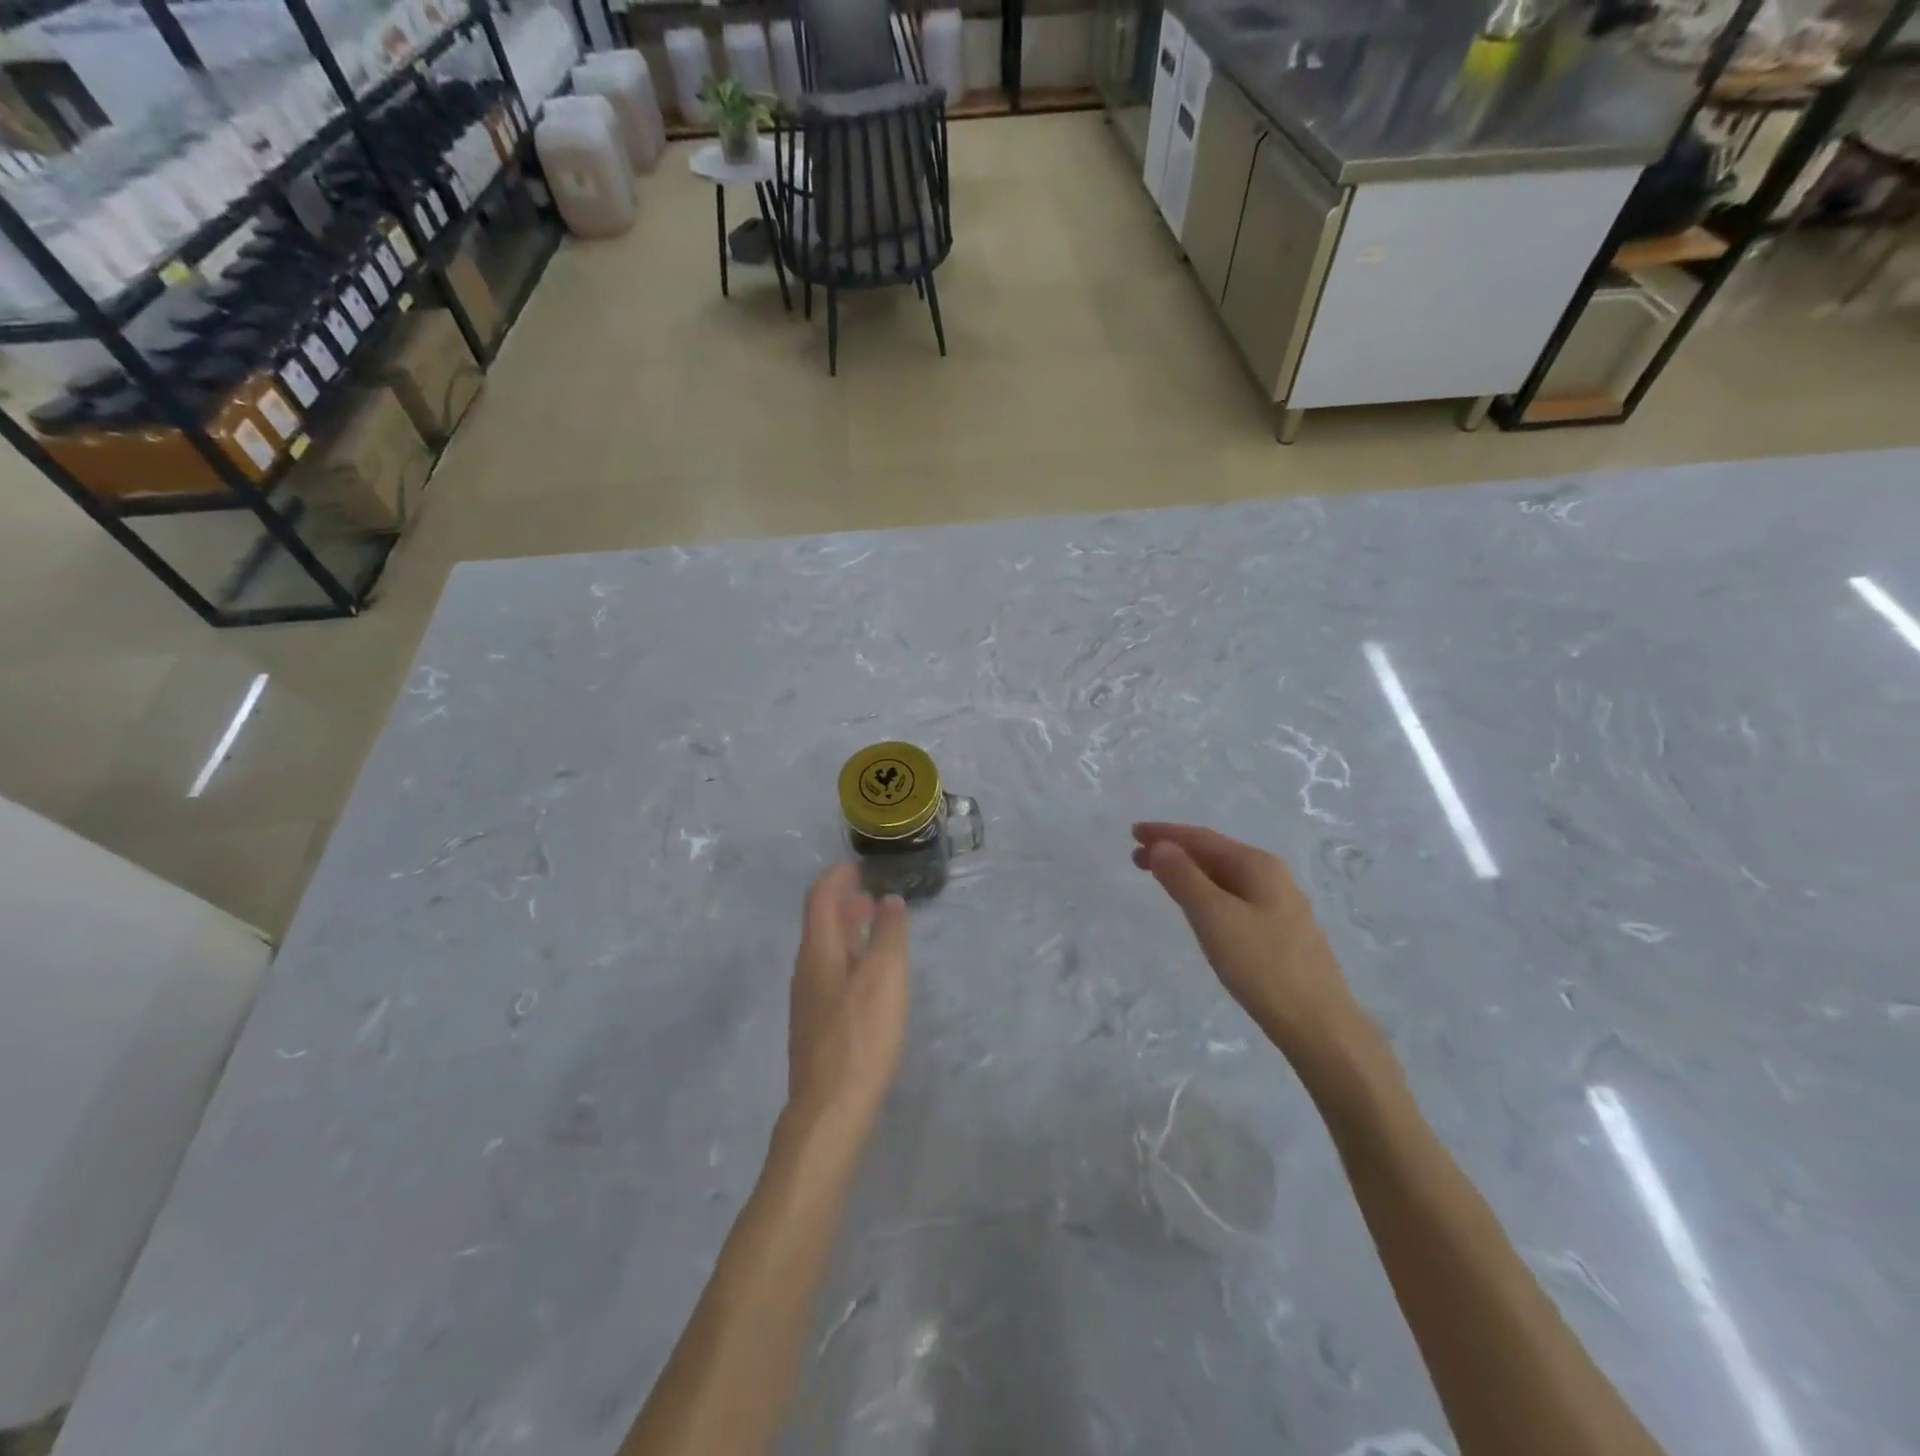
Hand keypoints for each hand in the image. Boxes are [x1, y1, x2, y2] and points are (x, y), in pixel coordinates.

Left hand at [787, 865, 910, 1128]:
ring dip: (846, 931)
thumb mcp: (885, 976)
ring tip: (873, 927)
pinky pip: (830, 975)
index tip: (857, 866)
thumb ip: (888, 934)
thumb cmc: (860, 1035)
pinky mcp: (816, 1027)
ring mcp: (808, 1001)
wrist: (830, 1109)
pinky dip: (848, 958)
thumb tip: (889, 901)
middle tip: (870, 892)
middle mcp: (805, 971)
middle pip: (819, 924)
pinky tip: (868, 976)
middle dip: (843, 903)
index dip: (836, 878)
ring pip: (825, 951)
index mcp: (817, 952)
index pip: (818, 898)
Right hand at [1132, 823, 1366, 1066]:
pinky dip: (1205, 893)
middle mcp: (1272, 877)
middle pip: (1214, 854)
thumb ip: (1184, 878)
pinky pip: (1233, 899)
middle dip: (1175, 852)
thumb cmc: (1262, 965)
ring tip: (1159, 878)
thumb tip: (1161, 846)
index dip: (1166, 833)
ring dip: (1189, 873)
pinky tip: (1198, 908)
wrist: (1319, 1024)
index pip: (1203, 838)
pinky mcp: (1280, 933)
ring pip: (1224, 878)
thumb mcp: (1214, 916)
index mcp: (1258, 865)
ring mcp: (1279, 906)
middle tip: (1136, 858)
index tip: (1133, 833)